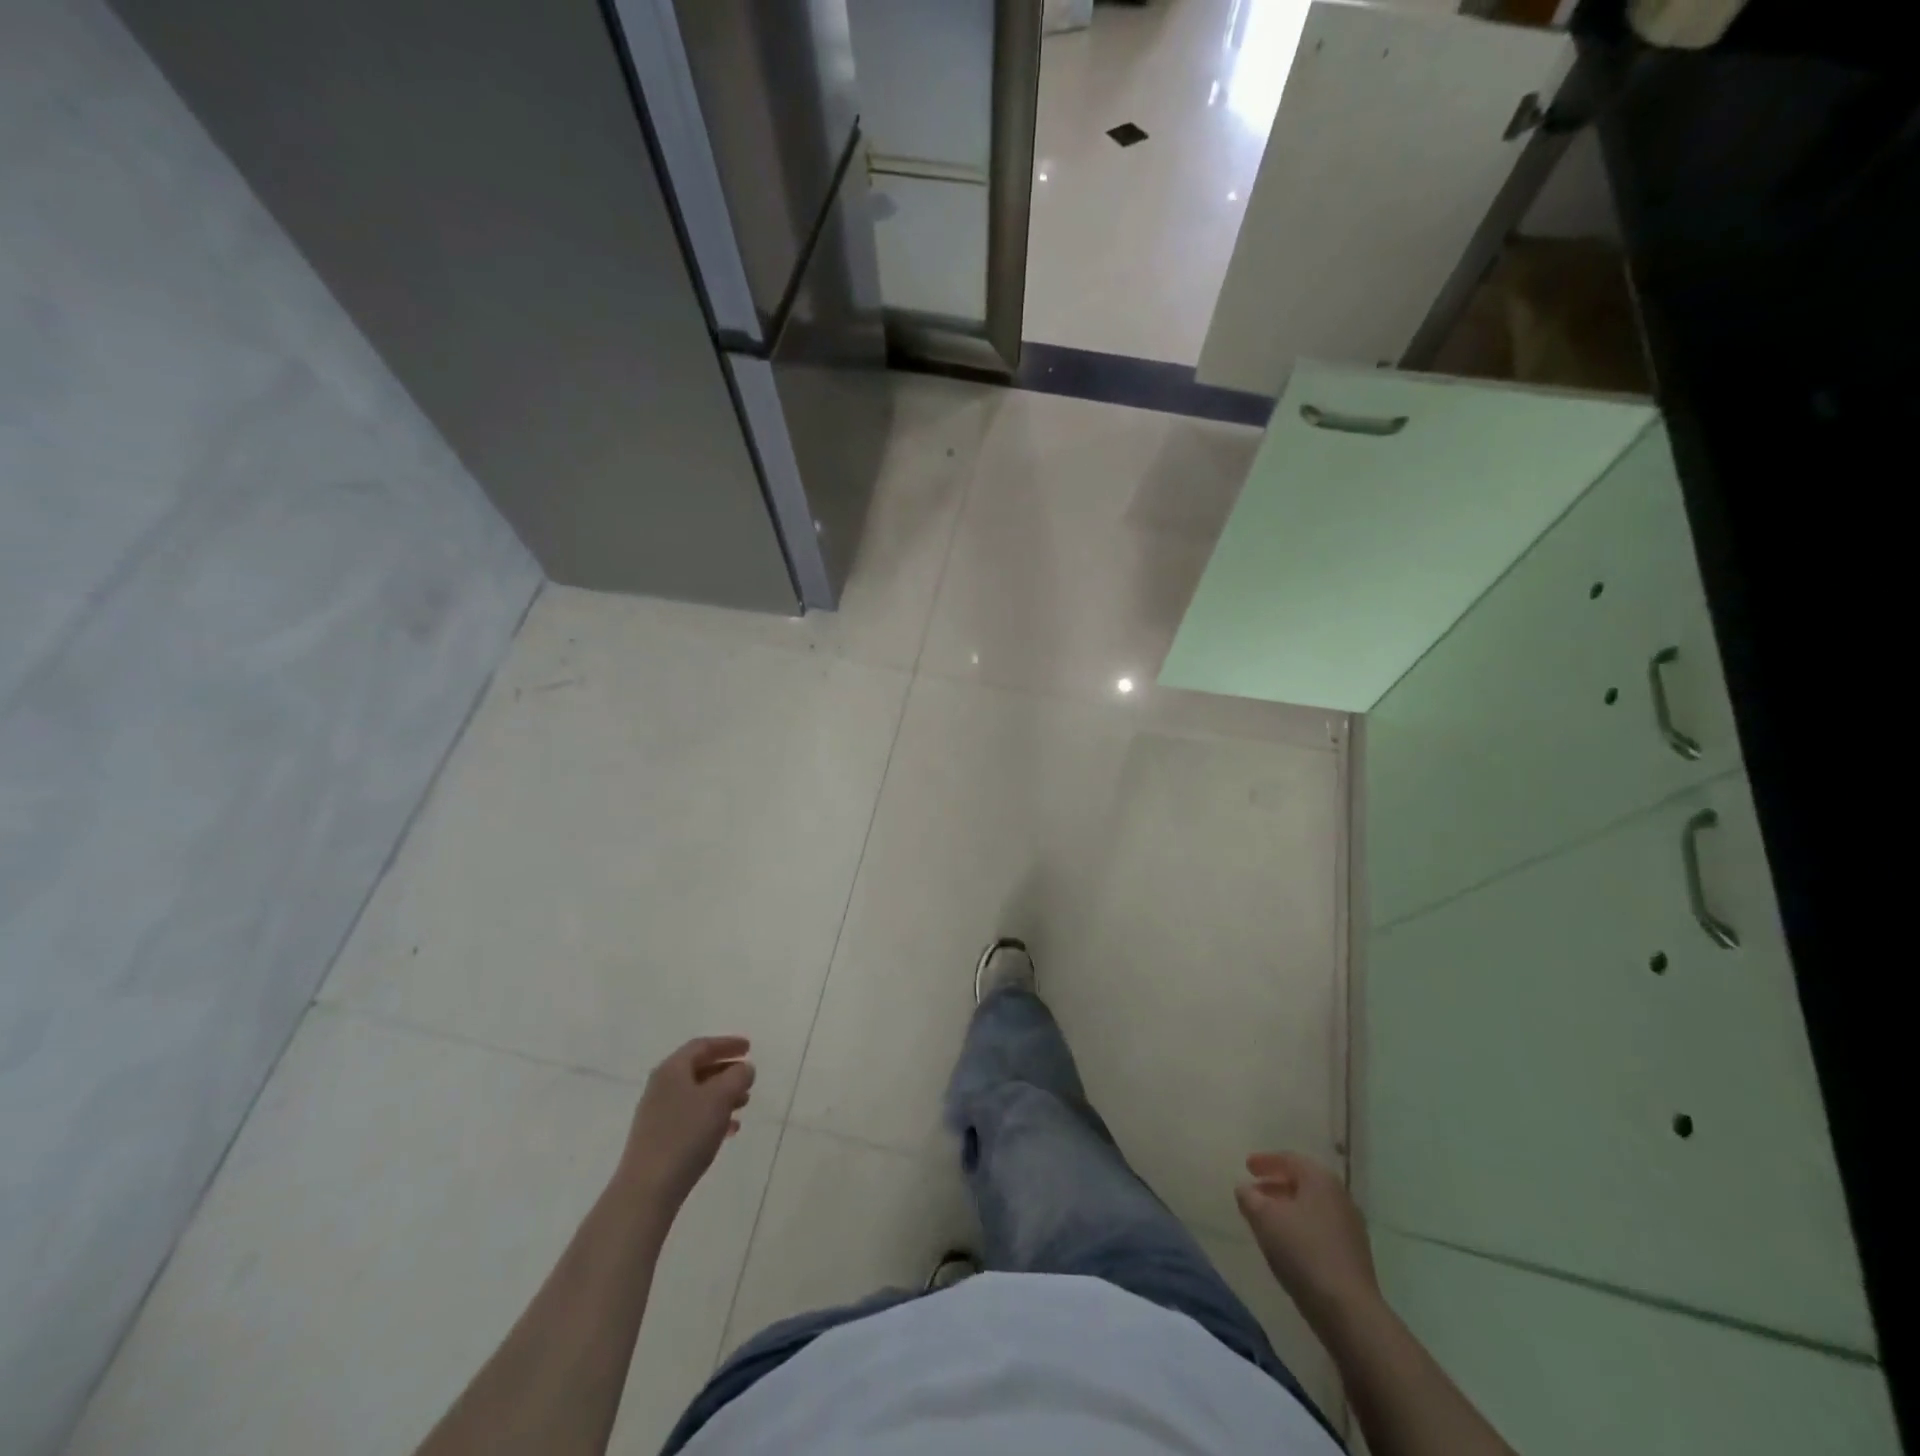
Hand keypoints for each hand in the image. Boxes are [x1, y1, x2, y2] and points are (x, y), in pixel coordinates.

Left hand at [621, 1036, 754, 1212]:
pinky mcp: (658, 1139)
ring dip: (721, 1095)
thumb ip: (737, 1077)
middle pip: (698, 1069)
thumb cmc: (685, 1134)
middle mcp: (661, 1087)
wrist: (647, 1189)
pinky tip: (728, 1131)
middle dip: (726, 1071)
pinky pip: (690, 1117)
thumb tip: (743, 1068)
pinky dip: (711, 1116)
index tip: (749, 1048)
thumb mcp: (719, 1098)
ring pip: (696, 1094)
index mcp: (672, 1070)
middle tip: (748, 1077)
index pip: (702, 1045)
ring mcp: (657, 1114)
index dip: (727, 1044)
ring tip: (744, 1104)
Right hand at [1235, 1151, 1380, 1326]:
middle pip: (1303, 1181)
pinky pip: (1321, 1228)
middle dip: (1276, 1184)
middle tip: (1254, 1191)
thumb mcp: (1264, 1218)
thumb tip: (1244, 1188)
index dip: (1265, 1161)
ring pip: (1312, 1206)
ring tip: (1266, 1218)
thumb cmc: (1303, 1251)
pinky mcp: (1354, 1255)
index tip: (1247, 1166)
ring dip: (1288, 1207)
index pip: (1290, 1159)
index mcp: (1320, 1179)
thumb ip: (1249, 1198)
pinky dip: (1301, 1226)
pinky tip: (1287, 1243)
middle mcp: (1340, 1196)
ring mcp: (1351, 1227)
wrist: (1348, 1310)